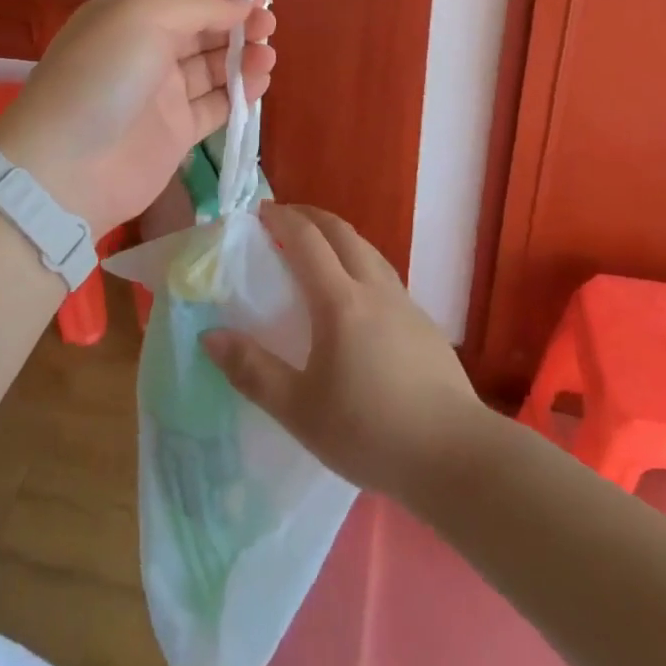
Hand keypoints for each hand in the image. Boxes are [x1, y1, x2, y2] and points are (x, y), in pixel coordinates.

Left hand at [0, 0, 275, 234]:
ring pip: (213, 67)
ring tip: (268, 57)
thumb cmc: (104, 76)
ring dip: (244, 58)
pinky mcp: (176, 132)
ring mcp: (161, 93)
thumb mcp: (145, 17)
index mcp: (131, 15)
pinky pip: (216, 105)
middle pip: (203, 30)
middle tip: (269, 29)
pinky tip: (260, 84)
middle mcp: (146, 50)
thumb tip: (244, 4)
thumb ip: (200, 5)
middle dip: (238, 25)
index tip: (261, 0)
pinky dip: (240, 93)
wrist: (67, 168)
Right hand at [202, 204, 482, 501]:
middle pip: (342, 232)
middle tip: (284, 219)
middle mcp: (374, 289)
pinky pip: (385, 276)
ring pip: (368, 250)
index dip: (281, 219)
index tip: (259, 211)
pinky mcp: (424, 324)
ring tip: (319, 250)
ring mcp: (404, 304)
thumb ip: (253, 371)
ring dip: (339, 237)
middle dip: (310, 216)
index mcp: (339, 301)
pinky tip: (357, 297)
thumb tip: (210, 336)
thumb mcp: (299, 410)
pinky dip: (361, 263)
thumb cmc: (369, 431)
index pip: (306, 240)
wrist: (454, 454)